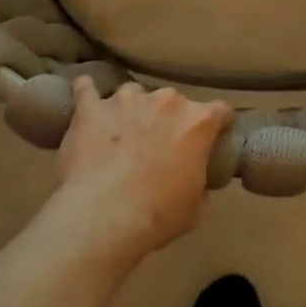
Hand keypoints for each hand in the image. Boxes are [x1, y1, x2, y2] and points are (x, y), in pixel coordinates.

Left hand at [49, 79, 233, 261]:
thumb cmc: (157, 215)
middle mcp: (165, 101)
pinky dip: (86, 93)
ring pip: (133, 92)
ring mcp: (125, 100)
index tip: (212, 137)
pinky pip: (86, 89)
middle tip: (158, 144)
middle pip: (173, 101)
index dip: (217, 124)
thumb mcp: (195, 208)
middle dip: (168, 118)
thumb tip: (195, 180)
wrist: (103, 217)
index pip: (220, 111)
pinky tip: (85, 98)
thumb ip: (199, 183)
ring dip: (131, 109)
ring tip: (121, 132)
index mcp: (197, 122)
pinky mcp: (90, 108)